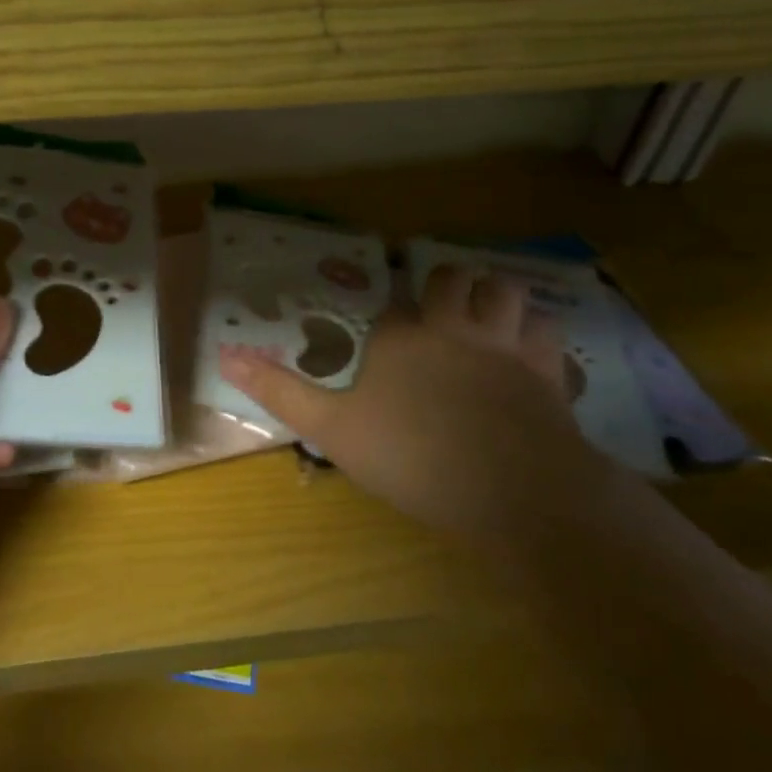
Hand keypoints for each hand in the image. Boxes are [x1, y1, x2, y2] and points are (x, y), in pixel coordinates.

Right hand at [220, 265, 615, 546]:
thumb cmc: (412, 458)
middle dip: (443, 285)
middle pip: (449, 280)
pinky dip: (535, 332)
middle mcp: (450, 328)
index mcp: (399, 339)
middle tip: (435, 305)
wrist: (513, 491)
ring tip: (483, 313)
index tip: (381, 332)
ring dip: (493, 295)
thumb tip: (225, 357)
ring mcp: (503, 345)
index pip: (389, 307)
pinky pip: (546, 331)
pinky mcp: (546, 371)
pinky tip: (528, 348)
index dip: (386, 316)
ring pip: (504, 292)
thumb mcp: (333, 430)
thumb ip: (281, 392)